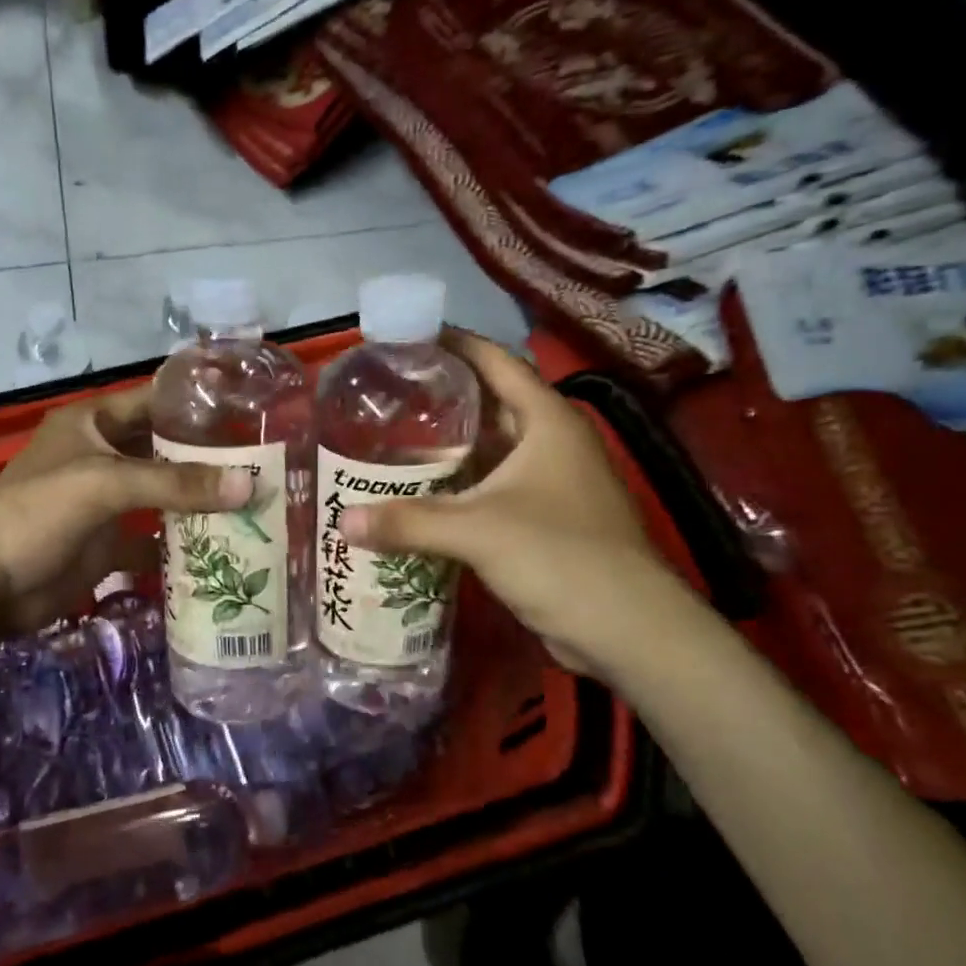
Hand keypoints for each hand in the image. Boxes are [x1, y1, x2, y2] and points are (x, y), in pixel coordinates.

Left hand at [0, 386, 250, 635]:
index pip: (155, 401)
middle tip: (267, 466)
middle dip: (209, 459)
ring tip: (258, 503)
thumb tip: (248, 484)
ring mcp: (106, 502)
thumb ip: (175, 482)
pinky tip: (226, 547)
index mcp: (94, 423)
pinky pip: (154, 537)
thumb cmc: (37, 513)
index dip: (197, 404)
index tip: (251, 411)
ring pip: (163, 495)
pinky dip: (182, 543)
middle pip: (165, 450)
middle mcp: (103, 456)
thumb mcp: (105, 484)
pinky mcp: (109, 544)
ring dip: (200, 502)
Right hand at [338, 329, 688, 676]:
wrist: (624, 629)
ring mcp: (551, 484)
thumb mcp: (478, 532)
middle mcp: (552, 444)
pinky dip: (457, 488)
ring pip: (491, 452)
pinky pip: (491, 490)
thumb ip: (408, 522)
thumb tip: (341, 521)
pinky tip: (419, 496)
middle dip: (442, 398)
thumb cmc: (559, 557)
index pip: (498, 363)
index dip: (456, 345)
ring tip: (390, 442)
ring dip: (448, 448)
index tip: (409, 336)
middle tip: (386, 395)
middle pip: (491, 405)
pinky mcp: (544, 520)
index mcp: (548, 422)